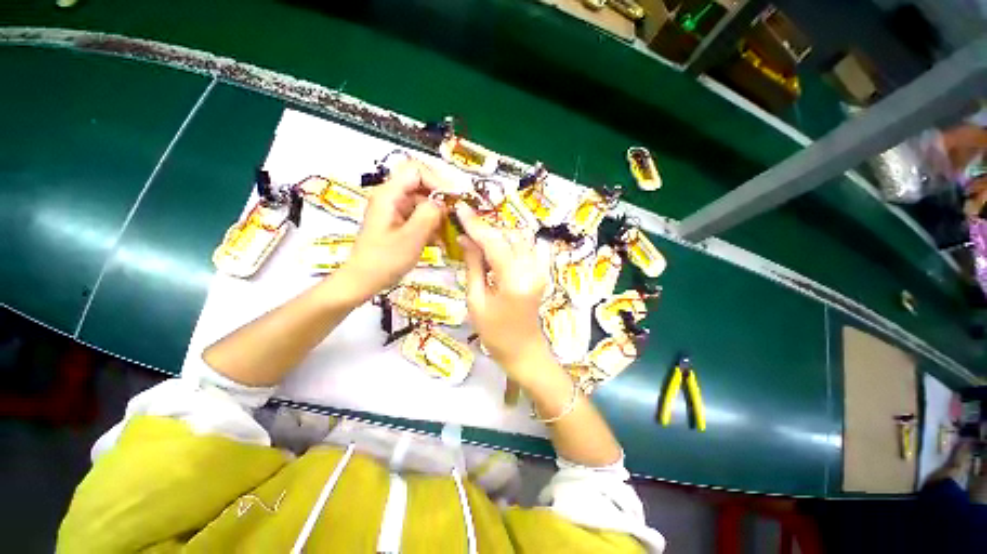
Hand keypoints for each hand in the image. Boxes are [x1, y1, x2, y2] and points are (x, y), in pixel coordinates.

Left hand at [339, 160, 448, 298]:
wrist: (364, 280)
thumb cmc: (384, 260)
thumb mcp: (411, 238)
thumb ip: (429, 215)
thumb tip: (444, 201)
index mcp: (389, 195)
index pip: (417, 171)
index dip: (438, 181)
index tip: (454, 200)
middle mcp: (392, 197)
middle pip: (422, 186)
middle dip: (441, 200)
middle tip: (457, 217)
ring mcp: (395, 210)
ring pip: (424, 202)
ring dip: (439, 216)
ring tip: (450, 233)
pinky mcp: (399, 222)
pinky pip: (420, 216)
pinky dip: (432, 225)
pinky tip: (441, 241)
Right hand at [456, 203, 551, 380]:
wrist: (523, 350)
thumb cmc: (494, 333)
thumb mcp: (476, 300)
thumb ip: (473, 265)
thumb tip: (465, 239)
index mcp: (513, 280)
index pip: (493, 242)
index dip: (475, 224)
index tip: (461, 209)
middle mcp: (532, 269)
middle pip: (509, 235)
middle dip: (487, 229)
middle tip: (468, 231)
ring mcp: (541, 269)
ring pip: (521, 237)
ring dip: (501, 234)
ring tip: (482, 242)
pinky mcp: (543, 271)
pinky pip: (531, 246)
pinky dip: (516, 241)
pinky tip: (503, 249)